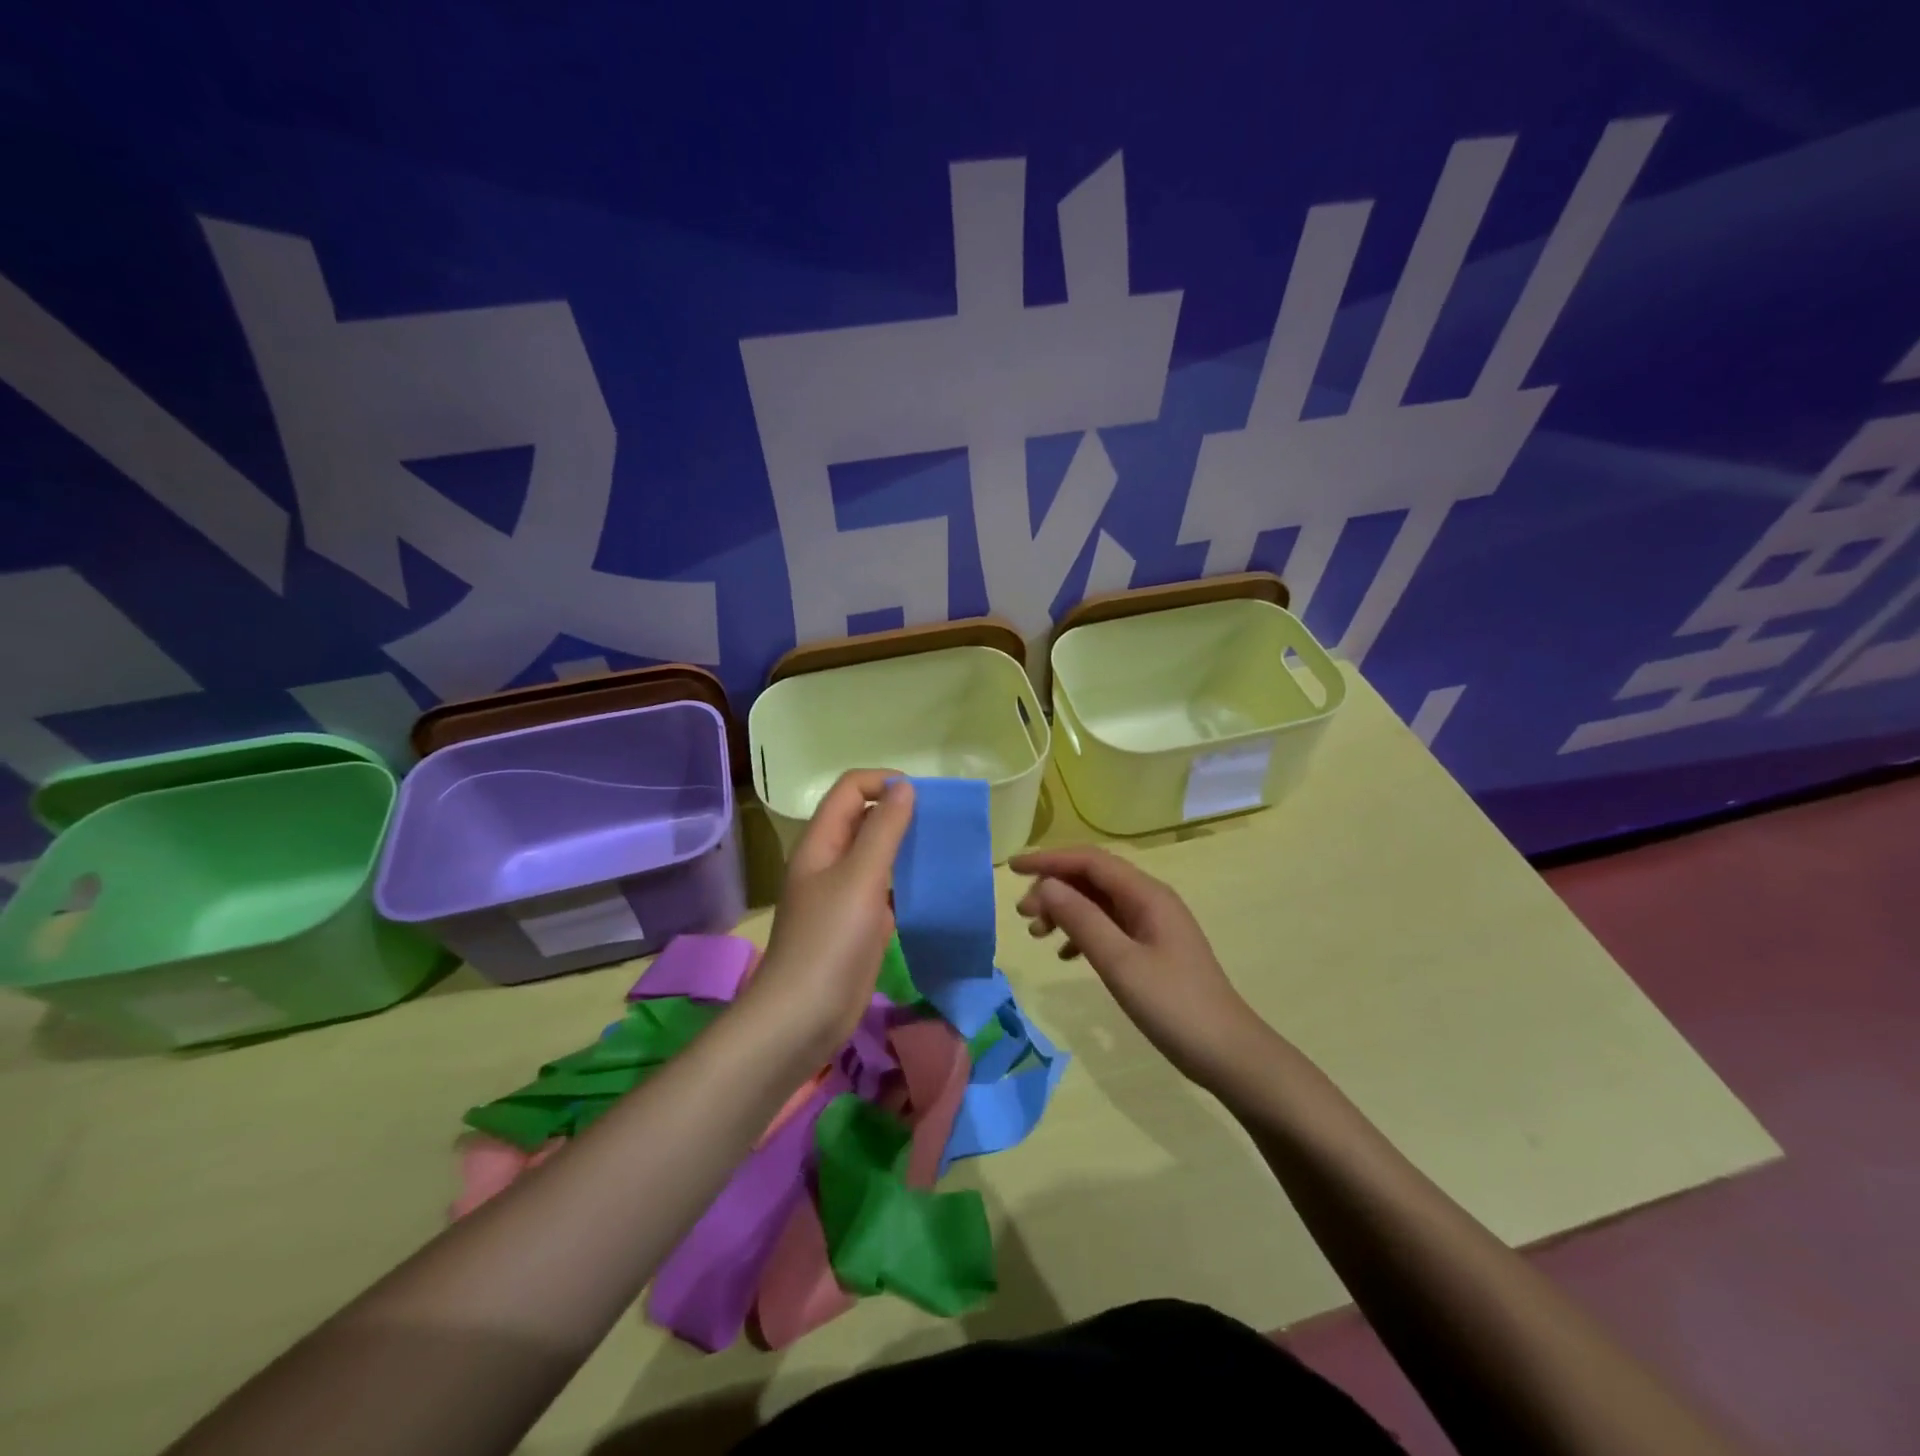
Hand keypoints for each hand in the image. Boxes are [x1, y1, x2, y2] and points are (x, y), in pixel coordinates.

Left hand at [739, 771, 913, 1063]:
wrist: (804, 1017)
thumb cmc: (830, 940)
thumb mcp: (860, 877)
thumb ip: (884, 829)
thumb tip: (905, 785)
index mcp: (821, 842)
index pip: (850, 789)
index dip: (883, 782)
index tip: (923, 796)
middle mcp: (829, 861)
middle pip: (863, 819)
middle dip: (900, 813)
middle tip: (941, 823)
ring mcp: (843, 895)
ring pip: (877, 856)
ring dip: (907, 848)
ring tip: (943, 850)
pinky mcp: (858, 924)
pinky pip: (885, 890)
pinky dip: (907, 883)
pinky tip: (933, 890)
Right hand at [1011, 846, 1265, 1087]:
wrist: (1228, 1054)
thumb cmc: (1174, 1006)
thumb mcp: (1120, 962)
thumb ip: (1082, 920)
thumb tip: (1047, 885)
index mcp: (1147, 895)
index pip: (1090, 861)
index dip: (1049, 860)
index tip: (1012, 869)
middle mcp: (1149, 901)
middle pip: (1092, 879)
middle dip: (1054, 888)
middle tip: (1023, 915)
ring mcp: (1152, 925)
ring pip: (1098, 903)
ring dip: (1065, 911)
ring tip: (1036, 934)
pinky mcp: (1152, 949)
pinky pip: (1108, 926)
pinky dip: (1082, 933)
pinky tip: (1065, 955)